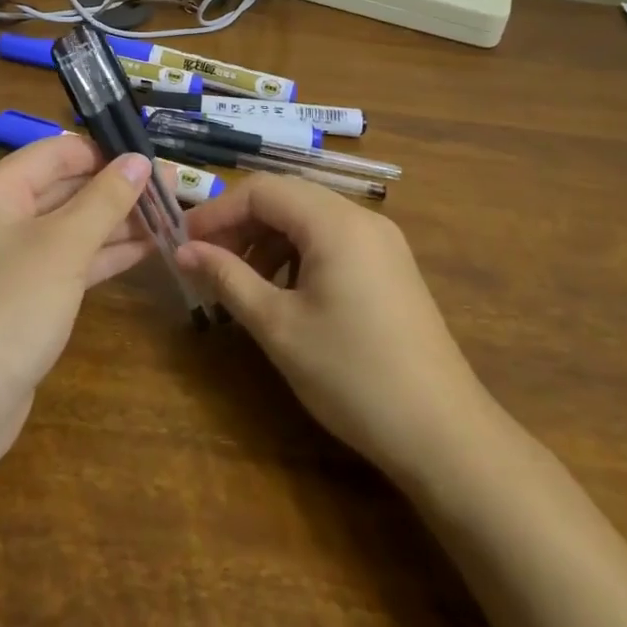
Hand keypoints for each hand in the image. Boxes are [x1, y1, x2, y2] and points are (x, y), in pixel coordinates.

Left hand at [0, 135, 154, 447]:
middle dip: (117, 189)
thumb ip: (105, 199)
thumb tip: (140, 160)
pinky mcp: (24, 295)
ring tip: (171, 216)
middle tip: (172, 189)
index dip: (105, 151)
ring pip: (71, 226)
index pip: (56, 152)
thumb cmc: (11, 306)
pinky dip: (104, 253)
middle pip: (65, 188)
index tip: (153, 158)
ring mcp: (10, 259)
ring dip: (117, 222)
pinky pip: (68, 260)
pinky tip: (148, 248)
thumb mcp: (64, 245)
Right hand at [176, 175, 493, 480]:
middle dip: (240, 224)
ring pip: (309, 220)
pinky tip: (282, 293)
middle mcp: (361, 219)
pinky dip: (297, 256)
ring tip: (239, 282)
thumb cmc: (351, 375)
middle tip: (204, 261)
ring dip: (267, 241)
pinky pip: (332, 242)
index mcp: (334, 222)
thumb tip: (182, 251)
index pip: (261, 190)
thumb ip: (227, 278)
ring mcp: (382, 242)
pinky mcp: (391, 268)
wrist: (444, 435)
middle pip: (286, 199)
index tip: (183, 243)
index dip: (217, 211)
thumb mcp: (278, 326)